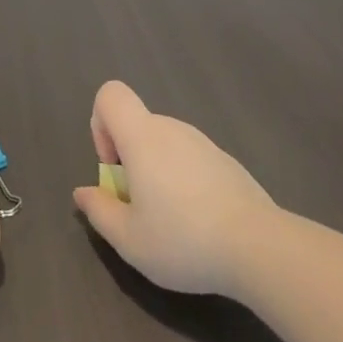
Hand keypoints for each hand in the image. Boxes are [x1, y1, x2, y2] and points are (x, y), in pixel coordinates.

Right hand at [72, 80, 278, 297]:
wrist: (259, 246)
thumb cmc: (183, 239)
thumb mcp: (129, 239)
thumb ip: (99, 210)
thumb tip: (83, 191)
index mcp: (143, 137)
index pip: (110, 95)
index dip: (99, 125)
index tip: (112, 168)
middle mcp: (173, 128)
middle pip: (136, 125)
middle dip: (126, 160)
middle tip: (138, 208)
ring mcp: (203, 142)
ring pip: (163, 144)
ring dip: (154, 172)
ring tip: (169, 221)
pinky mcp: (225, 161)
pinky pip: (189, 158)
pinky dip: (182, 180)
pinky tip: (199, 222)